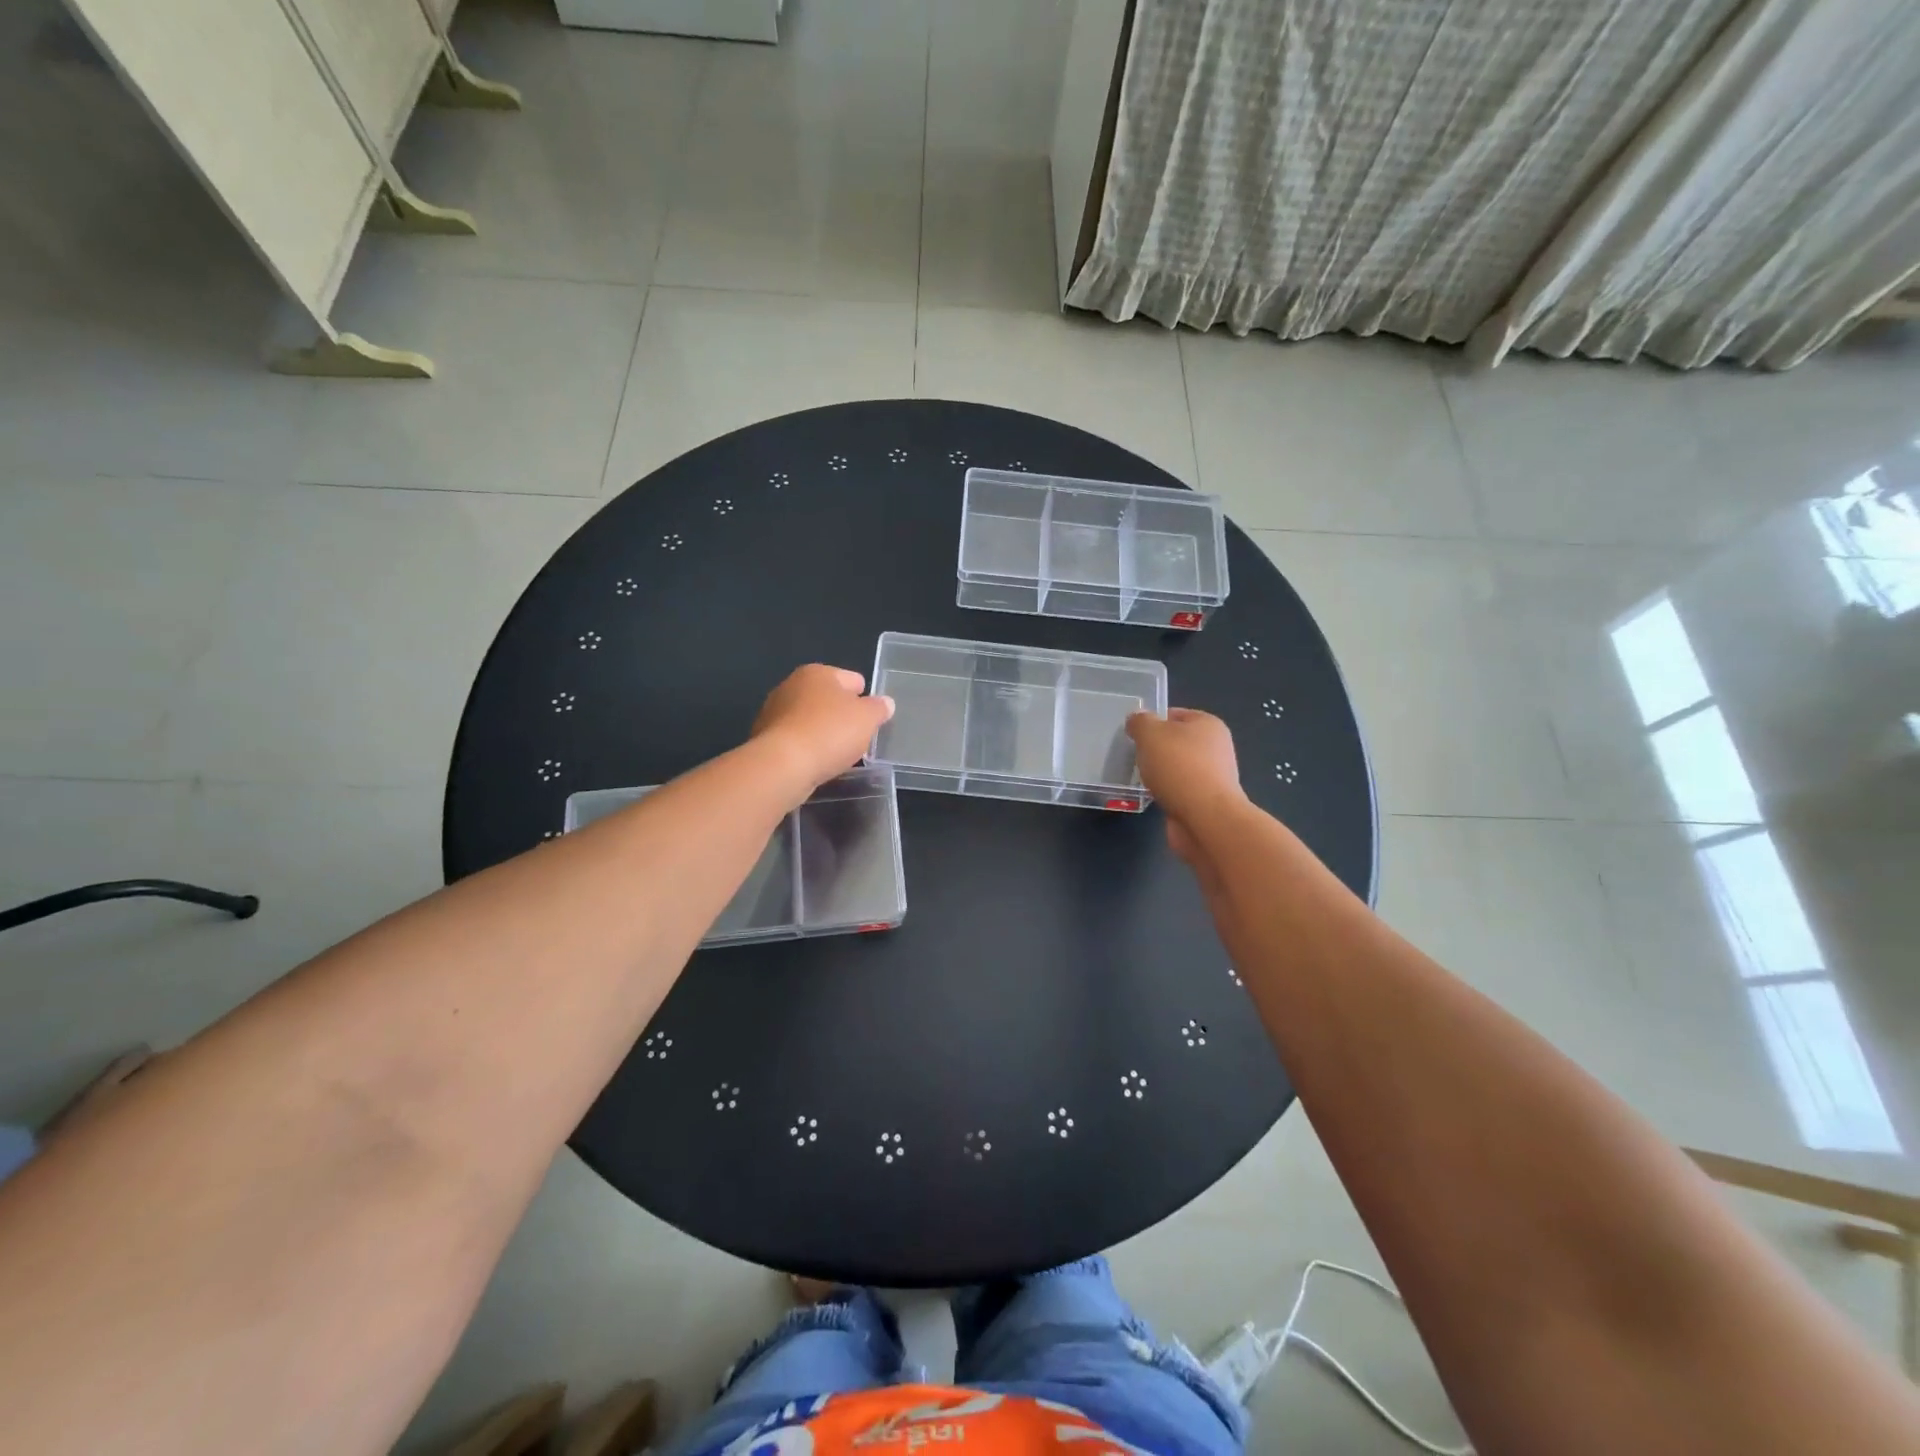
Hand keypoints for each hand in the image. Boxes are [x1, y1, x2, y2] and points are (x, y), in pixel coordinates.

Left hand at [752, 664, 894, 792]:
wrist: (782, 765)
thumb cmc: (829, 732)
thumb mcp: (867, 718)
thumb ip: (879, 708)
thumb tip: (885, 703)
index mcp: (818, 673)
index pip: (851, 679)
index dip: (865, 697)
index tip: (871, 719)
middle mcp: (792, 685)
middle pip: (828, 698)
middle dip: (842, 715)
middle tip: (857, 738)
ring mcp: (774, 712)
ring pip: (810, 720)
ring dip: (823, 732)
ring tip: (837, 754)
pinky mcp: (764, 738)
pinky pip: (796, 740)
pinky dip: (807, 748)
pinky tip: (816, 763)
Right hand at [1126, 707, 1247, 863]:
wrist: (1205, 819)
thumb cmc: (1179, 767)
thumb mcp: (1150, 734)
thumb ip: (1140, 722)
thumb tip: (1137, 720)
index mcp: (1208, 724)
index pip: (1174, 714)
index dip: (1152, 722)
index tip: (1134, 735)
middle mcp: (1215, 747)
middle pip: (1176, 742)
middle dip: (1154, 750)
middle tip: (1134, 757)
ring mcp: (1213, 776)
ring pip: (1177, 768)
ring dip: (1160, 774)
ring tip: (1141, 779)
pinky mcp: (1206, 801)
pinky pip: (1179, 790)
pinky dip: (1166, 793)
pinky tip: (1153, 797)